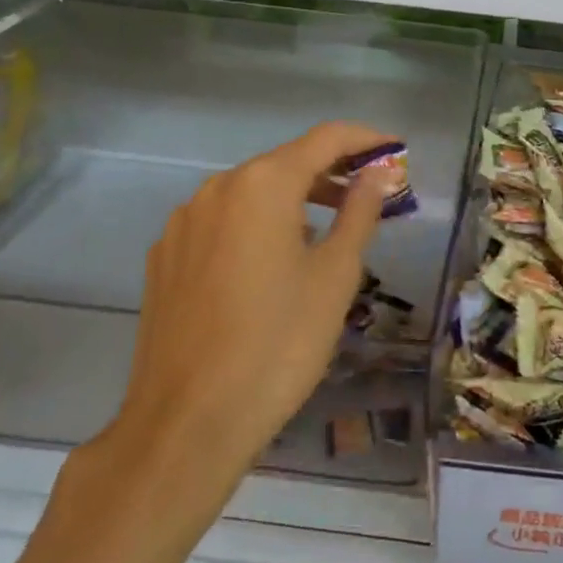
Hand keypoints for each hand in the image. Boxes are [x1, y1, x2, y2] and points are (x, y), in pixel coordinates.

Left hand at [98, 122, 395, 471]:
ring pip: (251, 192)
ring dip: (294, 199)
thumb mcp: (335, 275)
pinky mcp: (164, 257)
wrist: (187, 424)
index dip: (366, 139)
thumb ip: (360, 211)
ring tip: (328, 230)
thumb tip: (380, 172)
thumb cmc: (278, 344)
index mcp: (262, 184)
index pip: (325, 139)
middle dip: (332, 172)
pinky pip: (222, 222)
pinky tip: (271, 263)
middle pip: (285, 162)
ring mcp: (184, 222)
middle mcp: (217, 188)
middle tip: (371, 194)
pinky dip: (256, 225)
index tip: (397, 150)